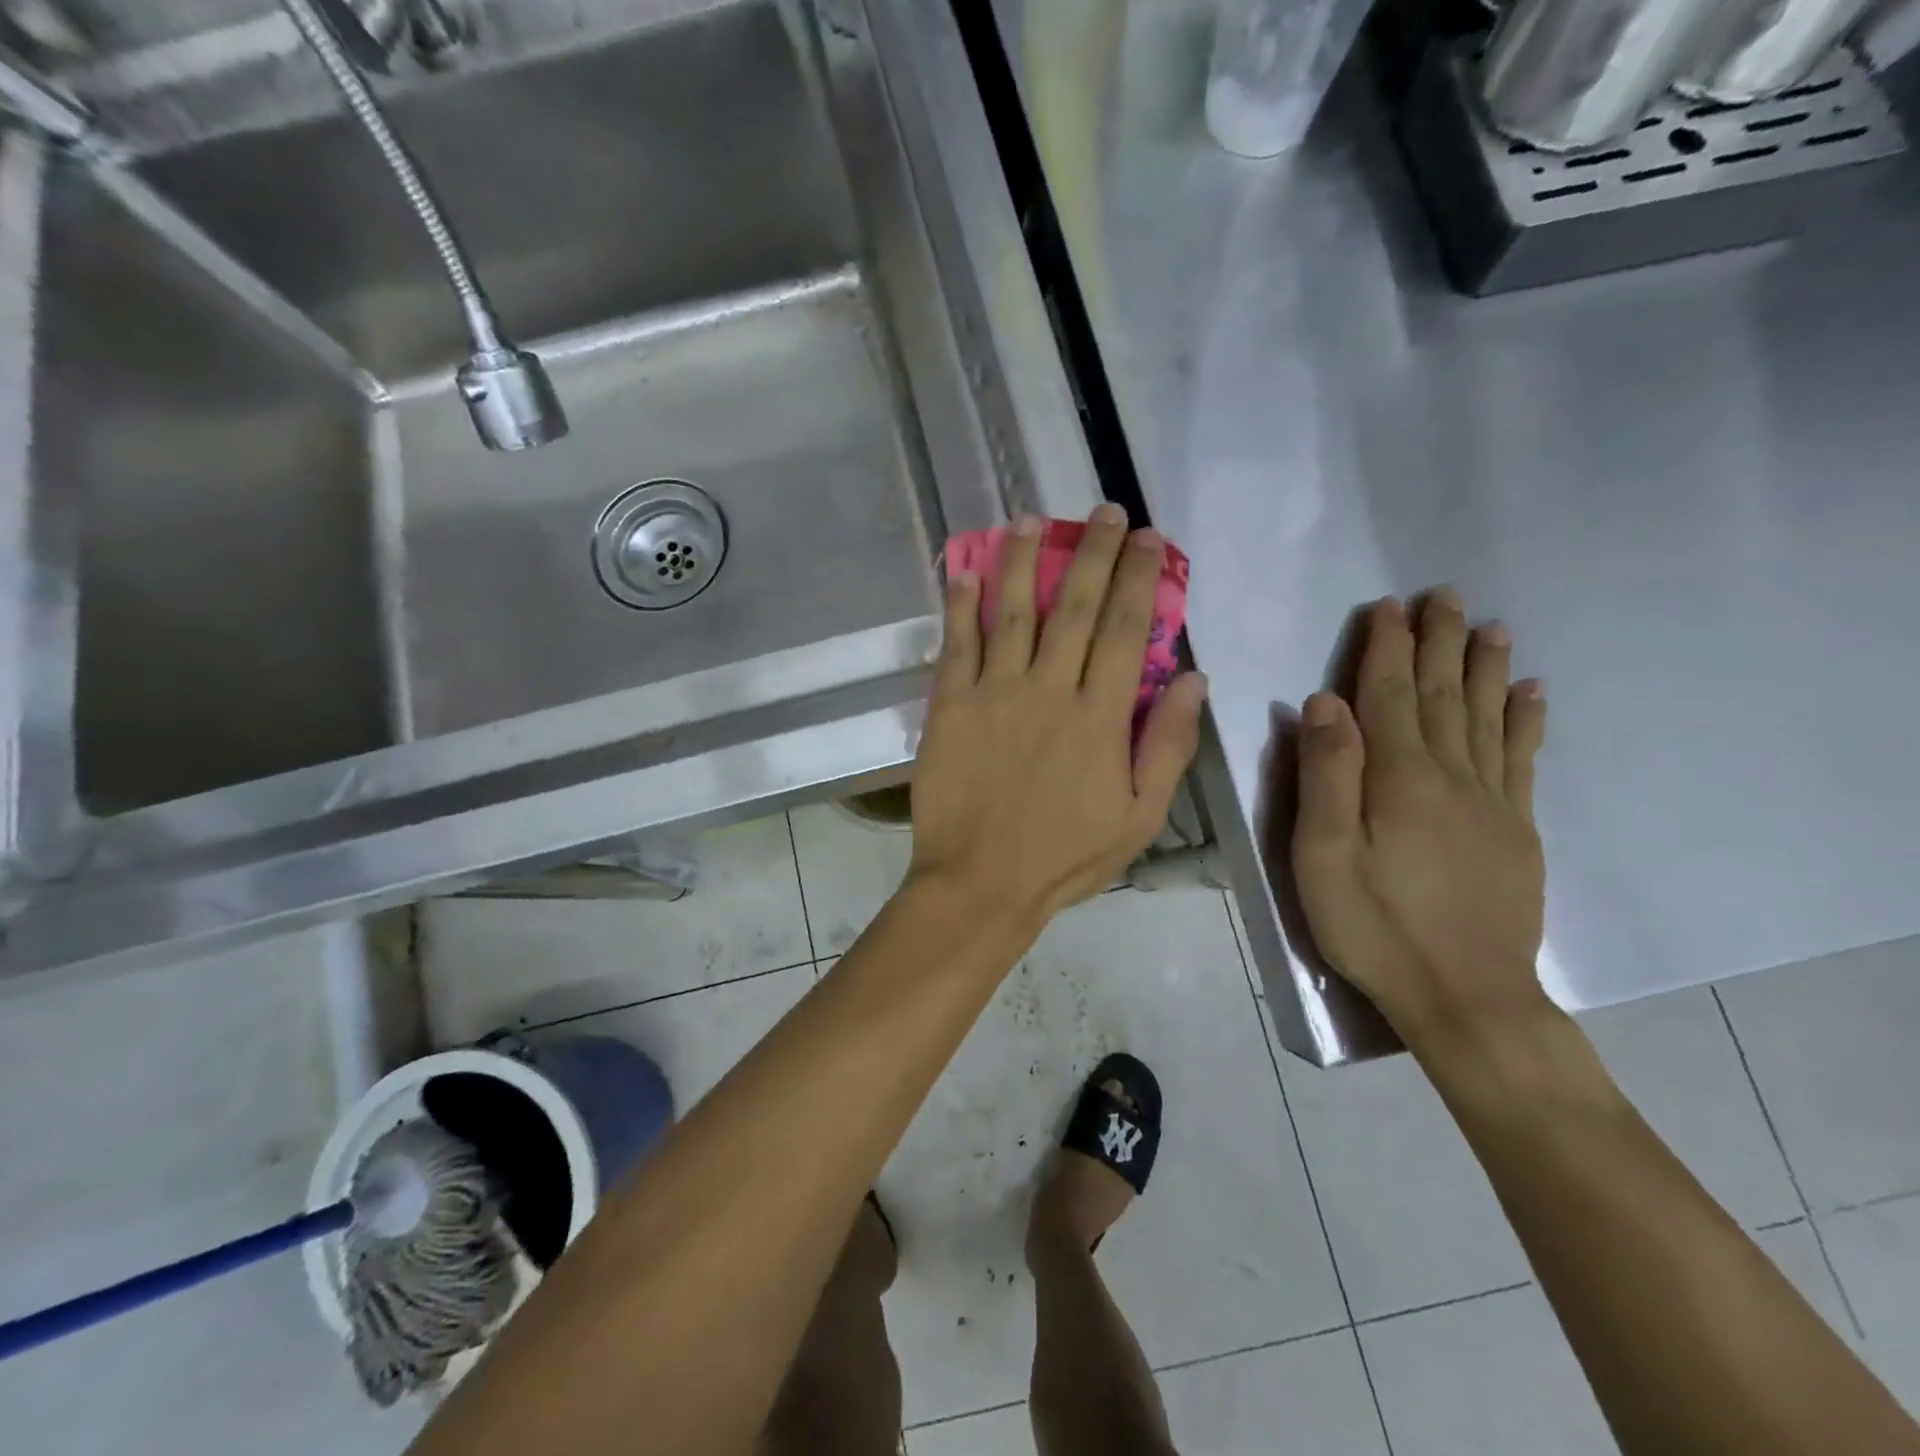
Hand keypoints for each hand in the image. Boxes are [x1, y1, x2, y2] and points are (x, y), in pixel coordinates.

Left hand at [909, 504, 1207, 935]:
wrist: (980, 884)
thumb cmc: (1064, 857)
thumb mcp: (1139, 817)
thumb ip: (1168, 746)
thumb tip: (1195, 680)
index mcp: (1099, 717)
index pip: (1128, 630)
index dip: (1140, 578)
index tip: (1149, 538)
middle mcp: (1048, 690)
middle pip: (1077, 607)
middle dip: (1093, 553)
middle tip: (1104, 512)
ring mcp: (994, 693)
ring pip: (1013, 612)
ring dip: (1024, 561)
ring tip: (1032, 520)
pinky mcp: (949, 705)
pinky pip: (956, 644)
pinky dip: (960, 605)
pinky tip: (966, 571)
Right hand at [1291, 590, 1549, 1052]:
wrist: (1465, 996)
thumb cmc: (1374, 925)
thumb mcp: (1321, 854)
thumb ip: (1324, 774)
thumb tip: (1323, 701)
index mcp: (1398, 777)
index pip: (1390, 694)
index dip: (1387, 648)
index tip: (1386, 606)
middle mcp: (1451, 775)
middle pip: (1444, 694)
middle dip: (1439, 641)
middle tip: (1444, 594)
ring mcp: (1491, 801)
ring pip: (1488, 717)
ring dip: (1486, 667)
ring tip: (1491, 626)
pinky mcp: (1515, 829)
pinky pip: (1524, 759)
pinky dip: (1527, 720)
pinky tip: (1532, 693)